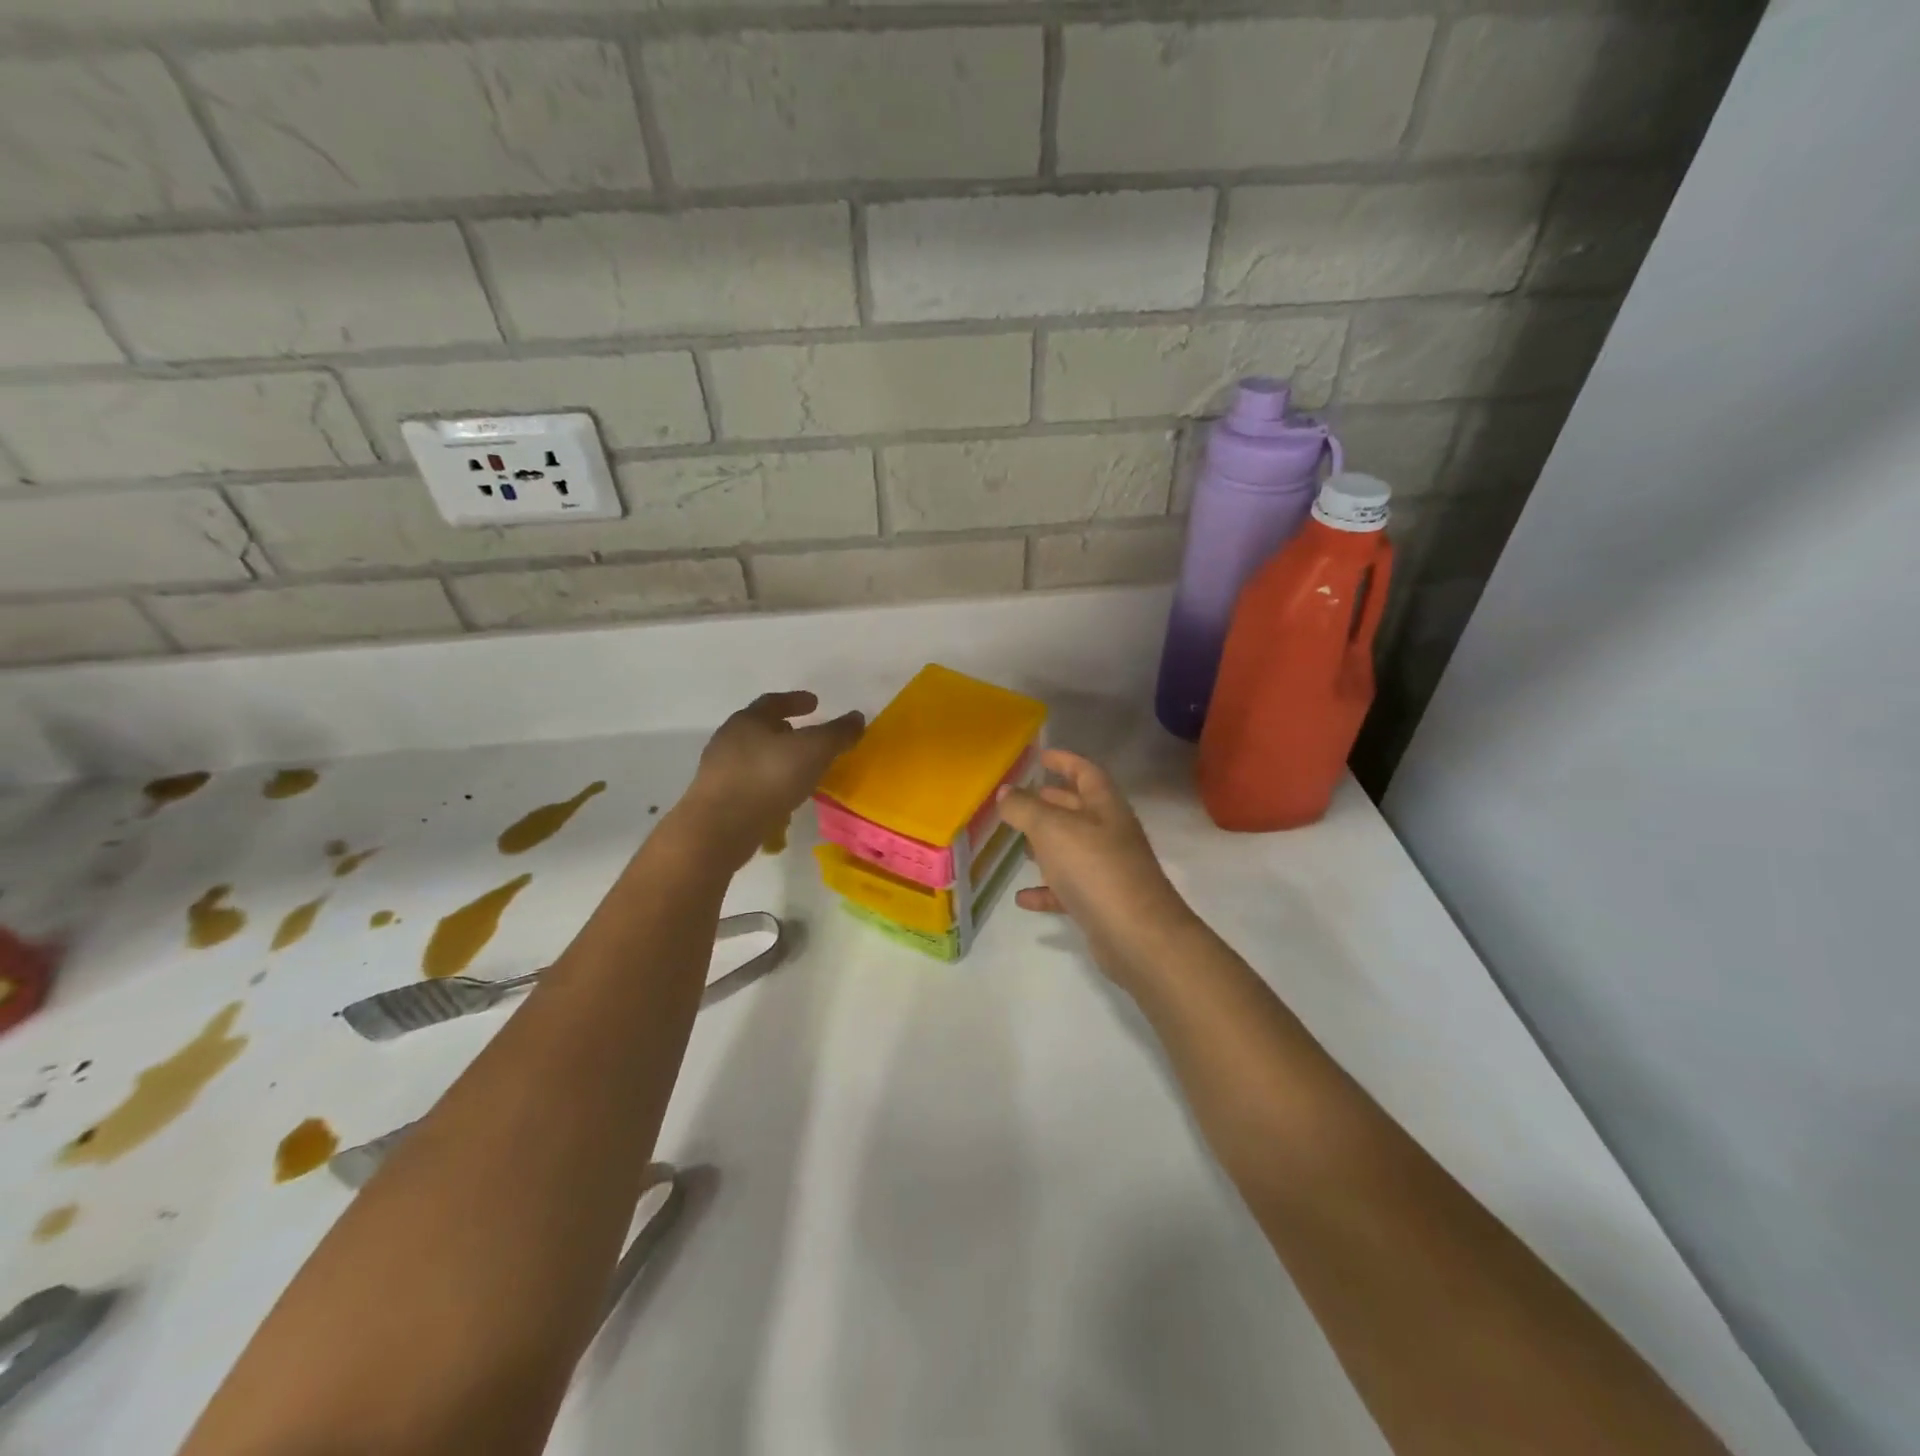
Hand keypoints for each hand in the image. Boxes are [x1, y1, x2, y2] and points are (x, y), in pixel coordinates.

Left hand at [680, 691, 863, 865]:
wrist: (719, 829)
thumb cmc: (768, 778)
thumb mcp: (814, 750)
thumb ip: (837, 733)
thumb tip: (857, 717)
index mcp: (748, 720)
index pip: (773, 701)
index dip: (796, 701)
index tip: (815, 703)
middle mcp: (728, 740)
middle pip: (760, 729)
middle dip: (785, 730)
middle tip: (808, 737)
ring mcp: (720, 772)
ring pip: (754, 758)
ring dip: (777, 760)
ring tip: (801, 771)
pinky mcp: (718, 800)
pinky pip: (750, 785)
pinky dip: (769, 785)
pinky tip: (784, 799)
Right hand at [997, 750, 1197, 989]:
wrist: (1137, 935)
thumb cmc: (1095, 868)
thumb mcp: (1052, 829)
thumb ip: (1025, 809)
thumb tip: (1005, 792)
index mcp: (1105, 807)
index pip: (1086, 773)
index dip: (1065, 761)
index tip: (1041, 756)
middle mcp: (1110, 834)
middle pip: (1079, 809)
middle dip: (1051, 802)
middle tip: (1020, 798)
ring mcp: (1108, 870)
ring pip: (1073, 849)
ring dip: (1047, 845)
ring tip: (1018, 843)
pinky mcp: (1101, 903)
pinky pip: (1068, 890)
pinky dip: (1046, 890)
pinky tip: (1022, 897)